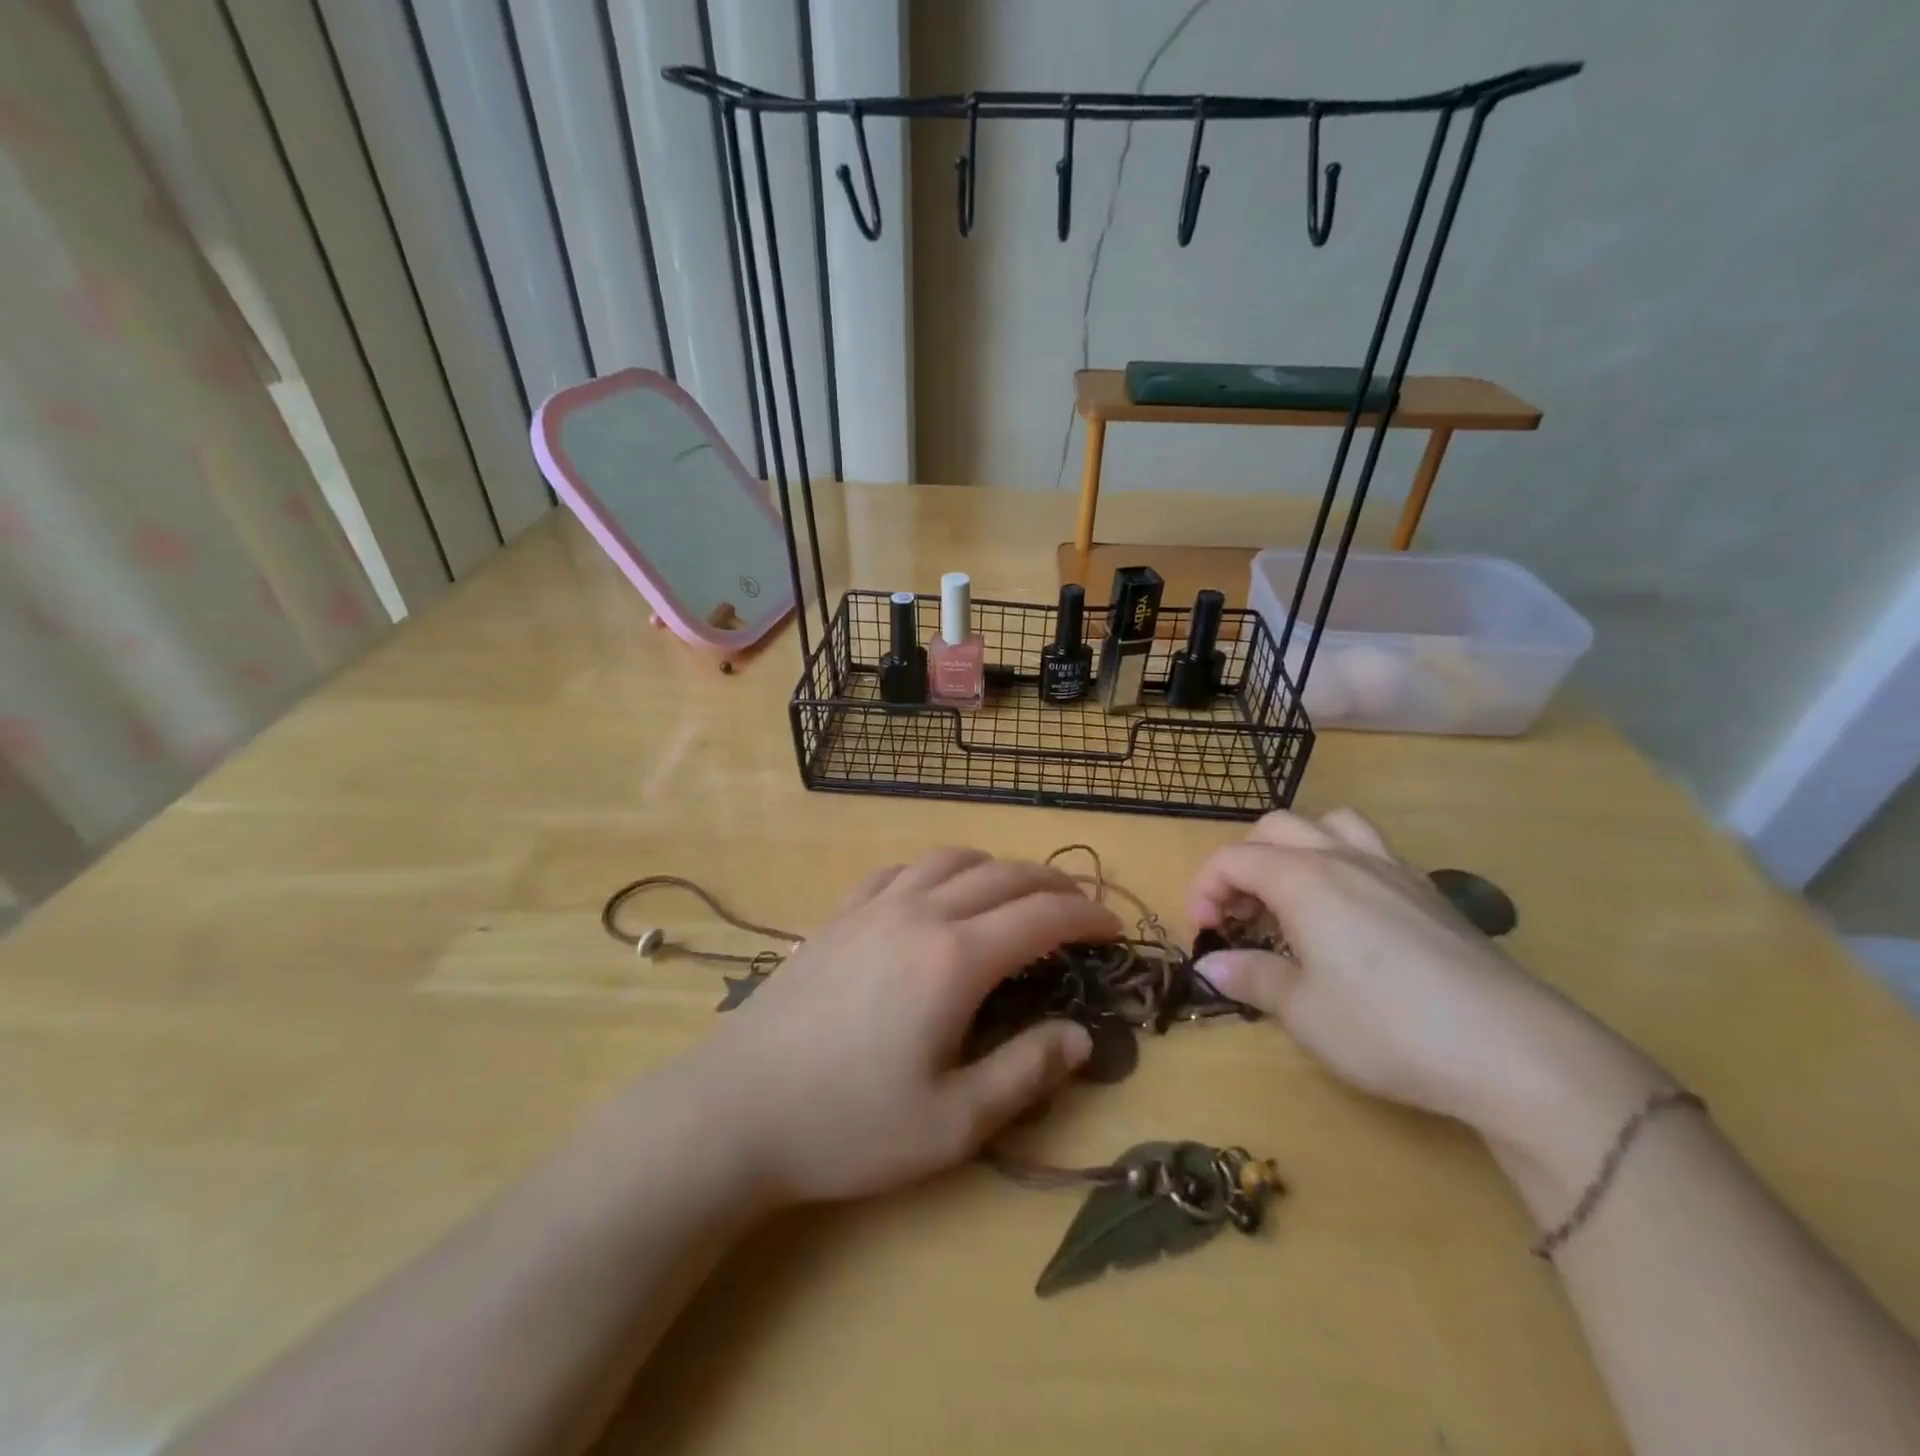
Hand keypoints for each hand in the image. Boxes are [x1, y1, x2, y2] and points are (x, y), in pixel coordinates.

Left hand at [695, 848, 1119, 1204]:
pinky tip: (934, 893)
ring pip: (950, 859)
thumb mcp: (953, 1123)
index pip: (1040, 917)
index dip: (1086, 917)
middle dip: (1052, 885)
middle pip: (1002, 876)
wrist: (736, 1109)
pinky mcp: (838, 915)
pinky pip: (899, 870)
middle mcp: (920, 913)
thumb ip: (1026, 1072)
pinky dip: (936, 871)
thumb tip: (1081, 1036)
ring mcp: (873, 907)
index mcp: (955, 958)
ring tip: (1016, 892)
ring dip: (996, 867)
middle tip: (1081, 908)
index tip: (1115, 929)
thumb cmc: (848, 1124)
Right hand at [1188, 809, 1662, 1145]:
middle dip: (1244, 864)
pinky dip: (1341, 865)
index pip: (1232, 859)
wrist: (1515, 1051)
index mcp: (1303, 878)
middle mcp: (1344, 858)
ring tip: (1292, 898)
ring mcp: (1393, 870)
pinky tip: (1349, 918)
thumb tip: (1210, 966)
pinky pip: (1371, 851)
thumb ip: (1251, 978)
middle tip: (1240, 916)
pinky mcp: (1430, 894)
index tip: (1203, 936)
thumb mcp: (1303, 1012)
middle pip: (1276, 828)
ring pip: (1330, 825)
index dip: (1204, 891)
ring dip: (1296, 850)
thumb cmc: (1387, 1027)